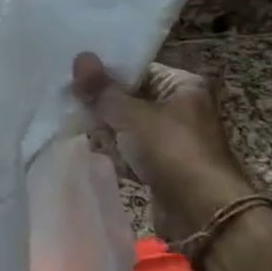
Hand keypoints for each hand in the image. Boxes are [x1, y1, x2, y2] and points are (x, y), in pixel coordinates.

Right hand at [72, 52, 254, 243]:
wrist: (203, 213)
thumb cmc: (171, 151)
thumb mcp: (131, 115)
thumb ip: (102, 89)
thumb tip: (80, 56)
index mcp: (182, 86)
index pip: (138, 69)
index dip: (106, 73)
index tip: (74, 77)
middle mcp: (181, 108)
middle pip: (131, 97)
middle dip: (102, 103)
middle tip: (68, 101)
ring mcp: (172, 138)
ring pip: (128, 125)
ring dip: (105, 128)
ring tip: (74, 125)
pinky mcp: (163, 165)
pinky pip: (132, 150)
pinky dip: (115, 151)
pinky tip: (92, 150)